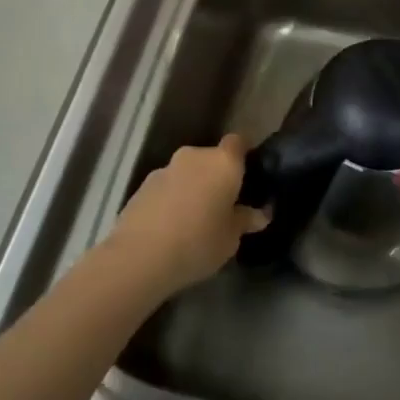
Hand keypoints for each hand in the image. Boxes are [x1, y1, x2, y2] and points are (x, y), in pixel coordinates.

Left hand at [106, 135, 269, 296]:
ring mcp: (165, 169)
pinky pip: (167, 187)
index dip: (243, 155)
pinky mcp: (142, 186)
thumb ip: (246, 220)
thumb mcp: (231, 238)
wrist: (139, 257)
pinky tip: (170, 227)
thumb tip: (260, 214)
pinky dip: (172, 199)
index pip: (238, 142)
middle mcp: (194, 157)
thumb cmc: (198, 243)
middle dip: (217, 177)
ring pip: (187, 173)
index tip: (248, 176)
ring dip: (192, 188)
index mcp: (223, 163)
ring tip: (194, 220)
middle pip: (211, 158)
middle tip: (223, 206)